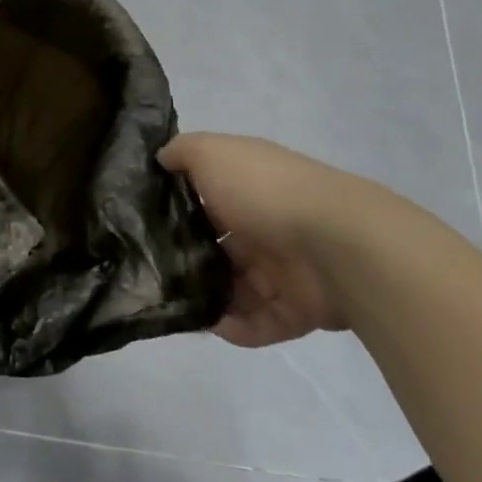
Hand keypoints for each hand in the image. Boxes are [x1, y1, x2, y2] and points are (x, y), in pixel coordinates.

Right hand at [159, 133, 373, 347]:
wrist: (337, 244)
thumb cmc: (264, 192)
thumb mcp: (212, 153)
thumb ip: (182, 153)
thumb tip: (161, 158)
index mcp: (247, 188)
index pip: (206, 198)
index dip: (176, 208)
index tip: (143, 222)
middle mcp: (265, 225)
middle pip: (217, 247)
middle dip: (186, 260)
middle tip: (150, 272)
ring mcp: (283, 269)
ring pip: (234, 288)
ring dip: (206, 297)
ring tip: (174, 304)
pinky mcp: (297, 309)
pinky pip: (258, 323)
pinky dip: (236, 328)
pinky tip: (210, 324)